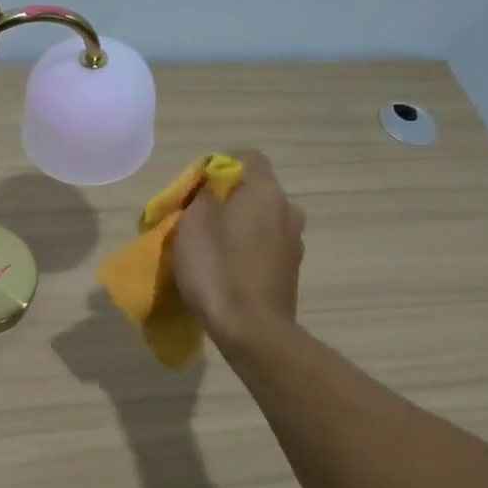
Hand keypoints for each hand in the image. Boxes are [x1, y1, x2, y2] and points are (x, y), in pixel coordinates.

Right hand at [172, 151, 305, 345]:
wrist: (252, 331)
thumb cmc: (218, 270)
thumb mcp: (194, 224)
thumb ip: (203, 195)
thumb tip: (212, 187)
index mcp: (266, 192)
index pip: (247, 157)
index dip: (218, 165)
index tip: (194, 188)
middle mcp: (287, 210)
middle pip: (254, 190)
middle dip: (225, 199)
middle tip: (195, 219)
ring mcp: (293, 242)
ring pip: (260, 220)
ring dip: (236, 226)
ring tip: (209, 248)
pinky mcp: (290, 270)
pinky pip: (264, 246)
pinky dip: (246, 250)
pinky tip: (226, 270)